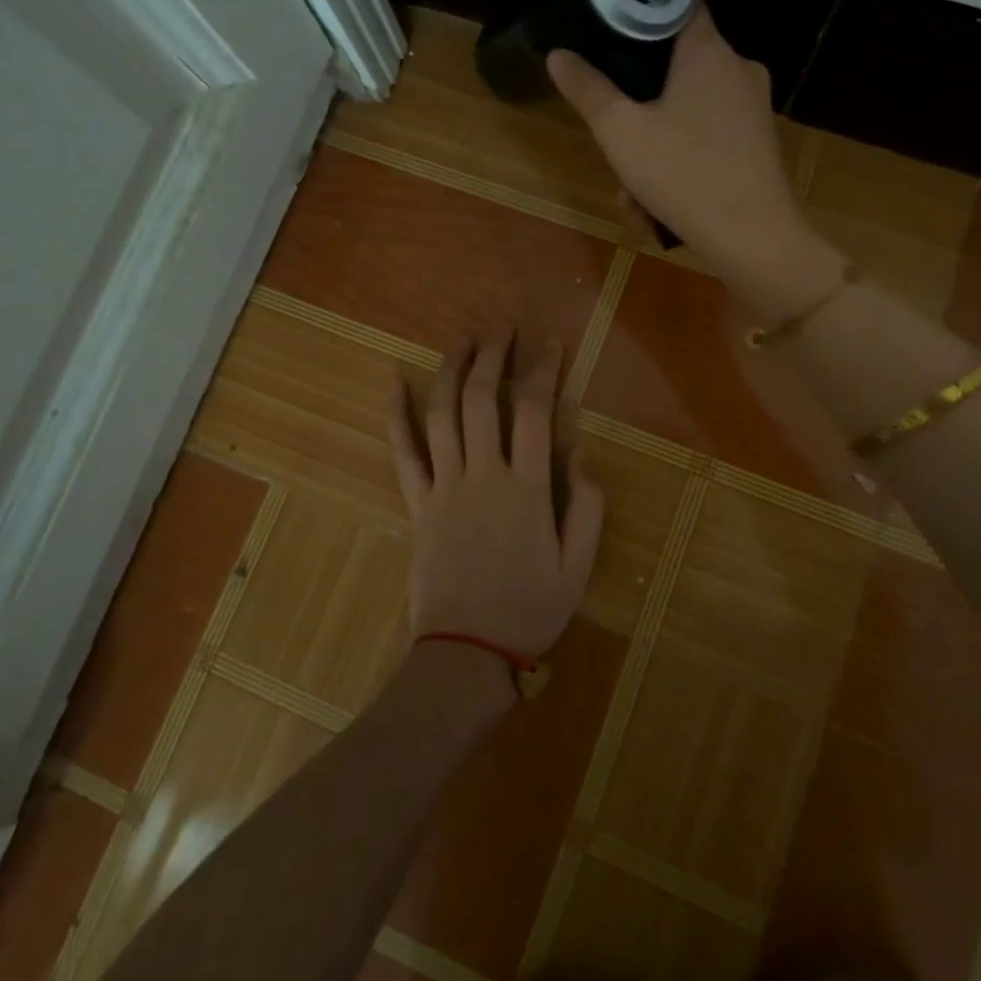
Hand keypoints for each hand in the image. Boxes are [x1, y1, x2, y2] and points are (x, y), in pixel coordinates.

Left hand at [388, 327, 604, 657]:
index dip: (543, 371)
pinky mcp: (417, 504)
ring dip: (451, 371)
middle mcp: (483, 475)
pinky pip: (403, 453)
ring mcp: (444, 486)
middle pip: (483, 400)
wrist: (466, 652)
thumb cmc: (529, 610)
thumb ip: (586, 506)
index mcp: (526, 488)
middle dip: (493, 357)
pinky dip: (397, 416)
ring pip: (443, 415)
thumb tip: (579, 453)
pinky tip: (394, 384)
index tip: (550, 345)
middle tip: (501, 328)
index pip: (535, 412)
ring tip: (461, 340)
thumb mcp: (578, 566)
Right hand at [547, 5, 808, 271]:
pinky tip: (658, 210)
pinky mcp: (758, 146)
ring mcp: (753, 110)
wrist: (753, 241)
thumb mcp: (621, 133)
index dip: (640, 12)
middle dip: (637, 109)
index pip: (676, 4)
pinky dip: (680, 167)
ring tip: (633, 198)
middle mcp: (738, 70)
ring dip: (652, 151)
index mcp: (708, 51)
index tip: (609, 30)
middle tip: (614, 145)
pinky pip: (707, 142)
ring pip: (687, 115)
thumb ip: (588, 90)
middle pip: (675, 69)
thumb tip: (558, 55)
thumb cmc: (684, 175)